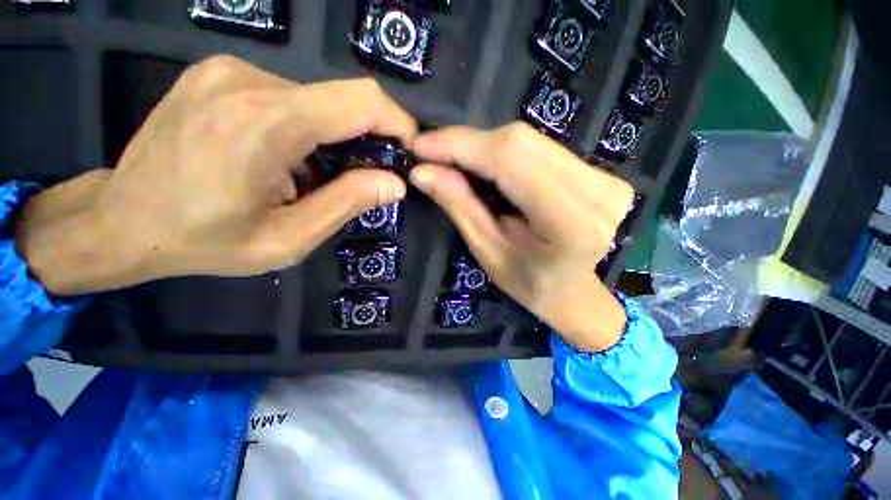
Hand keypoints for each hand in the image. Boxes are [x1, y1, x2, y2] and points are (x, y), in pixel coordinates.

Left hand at [16, 56, 416, 295]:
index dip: (398, 123)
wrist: (119, 222)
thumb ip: (347, 204)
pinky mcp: (220, 75)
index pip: (363, 101)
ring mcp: (229, 71)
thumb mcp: (287, 239)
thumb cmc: (203, 241)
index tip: (407, 153)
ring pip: (317, 101)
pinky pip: (289, 97)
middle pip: (342, 100)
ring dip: (332, 139)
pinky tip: (283, 159)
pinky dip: (305, 129)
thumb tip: (394, 183)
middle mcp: (248, 80)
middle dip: (366, 139)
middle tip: (360, 179)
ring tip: (311, 177)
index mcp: (267, 122)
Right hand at [411, 123, 633, 351]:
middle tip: (435, 156)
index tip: (421, 145)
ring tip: (457, 165)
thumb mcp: (488, 252)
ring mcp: (604, 177)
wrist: (574, 291)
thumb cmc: (529, 283)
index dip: (461, 144)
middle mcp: (597, 190)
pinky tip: (488, 169)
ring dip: (485, 148)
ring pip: (529, 140)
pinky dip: (505, 153)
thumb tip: (422, 171)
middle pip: (519, 142)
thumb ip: (460, 206)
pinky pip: (540, 148)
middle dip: (469, 144)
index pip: (509, 159)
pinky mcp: (599, 172)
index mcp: (570, 221)